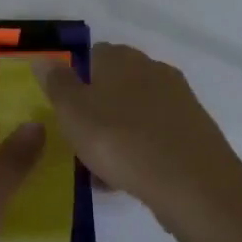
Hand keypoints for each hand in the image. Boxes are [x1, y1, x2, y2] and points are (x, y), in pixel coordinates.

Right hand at [36, 43, 241, 231]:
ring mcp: (179, 100)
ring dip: (119, 132)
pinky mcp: (197, 131)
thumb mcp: (73, 113)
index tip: (65, 110)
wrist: (195, 186)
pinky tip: (131, 179)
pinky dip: (143, 151)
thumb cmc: (121, 141)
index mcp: (121, 59)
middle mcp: (152, 69)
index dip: (76, 80)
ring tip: (102, 168)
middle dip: (98, 108)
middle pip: (116, 84)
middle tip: (81, 140)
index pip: (92, 55)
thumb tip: (44, 59)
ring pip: (137, 112)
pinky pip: (158, 136)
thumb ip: (57, 83)